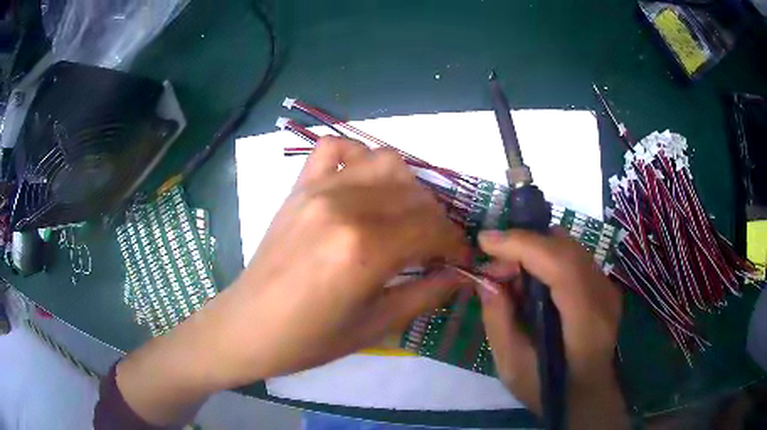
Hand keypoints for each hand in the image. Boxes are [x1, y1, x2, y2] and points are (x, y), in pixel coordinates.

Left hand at [211, 136, 468, 383]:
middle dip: (437, 220)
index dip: (456, 243)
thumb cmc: (309, 339)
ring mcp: (319, 190)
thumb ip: (425, 294)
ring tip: (404, 215)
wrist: (248, 326)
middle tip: (434, 247)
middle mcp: (345, 207)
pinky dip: (357, 156)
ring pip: (385, 161)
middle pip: (415, 195)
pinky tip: (362, 183)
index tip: (461, 259)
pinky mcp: (299, 187)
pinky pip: (334, 147)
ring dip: (407, 186)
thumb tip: (462, 275)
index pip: (433, 228)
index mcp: (365, 250)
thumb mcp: (375, 326)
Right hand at [477, 228, 627, 428]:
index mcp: (586, 321)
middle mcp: (603, 296)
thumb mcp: (512, 366)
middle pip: (566, 247)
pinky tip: (531, 281)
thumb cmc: (549, 390)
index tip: (485, 241)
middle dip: (524, 244)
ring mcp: (607, 288)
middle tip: (494, 265)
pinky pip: (573, 257)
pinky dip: (547, 258)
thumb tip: (486, 280)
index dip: (523, 245)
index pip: (561, 264)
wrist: (588, 397)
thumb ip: (498, 320)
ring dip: (535, 250)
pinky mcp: (604, 286)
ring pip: (570, 247)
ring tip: (509, 274)